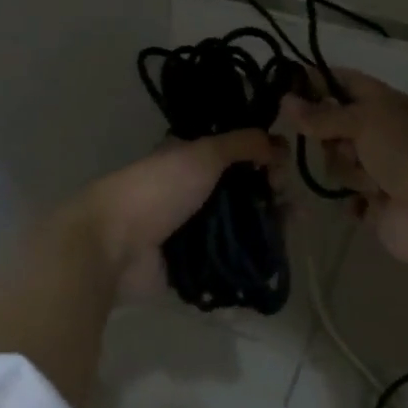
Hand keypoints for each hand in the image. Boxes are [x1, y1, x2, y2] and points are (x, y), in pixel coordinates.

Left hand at [78, 130, 284, 301]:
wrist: (112, 246)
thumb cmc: (157, 190)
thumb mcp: (202, 154)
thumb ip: (242, 143)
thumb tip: (279, 142)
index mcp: (191, 159)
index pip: (237, 153)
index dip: (263, 156)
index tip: (282, 165)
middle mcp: (194, 192)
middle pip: (243, 190)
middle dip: (271, 192)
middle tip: (292, 200)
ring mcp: (193, 230)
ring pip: (242, 224)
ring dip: (269, 223)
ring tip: (295, 225)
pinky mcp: (194, 265)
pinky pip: (232, 258)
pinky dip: (254, 255)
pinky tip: (278, 252)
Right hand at [281, 72, 407, 308]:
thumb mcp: (367, 122)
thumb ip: (324, 115)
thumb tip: (285, 100)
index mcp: (387, 104)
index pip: (345, 82)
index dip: (317, 81)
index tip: (284, 86)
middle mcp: (381, 133)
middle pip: (334, 125)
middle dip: (330, 136)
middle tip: (343, 146)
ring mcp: (379, 170)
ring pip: (337, 162)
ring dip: (349, 171)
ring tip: (372, 183)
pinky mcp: (376, 205)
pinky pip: (347, 197)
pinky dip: (354, 200)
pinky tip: (368, 203)